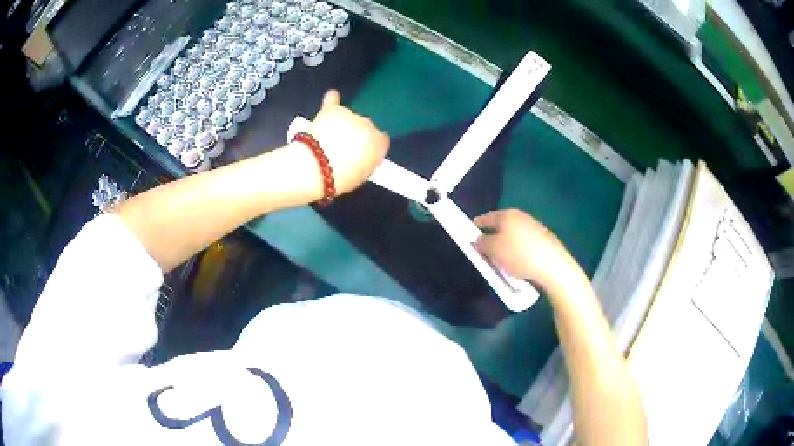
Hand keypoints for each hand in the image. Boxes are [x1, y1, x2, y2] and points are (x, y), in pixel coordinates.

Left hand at [308, 90, 389, 193]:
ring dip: (342, 123)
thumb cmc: (340, 178)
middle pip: (365, 126)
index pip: (381, 140)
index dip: (369, 146)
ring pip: (349, 116)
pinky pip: (333, 100)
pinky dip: (332, 99)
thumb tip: (367, 155)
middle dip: (355, 134)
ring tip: (329, 138)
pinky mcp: (331, 110)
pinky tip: (332, 96)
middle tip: (342, 148)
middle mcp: (368, 125)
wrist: (316, 167)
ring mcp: (350, 115)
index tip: (361, 152)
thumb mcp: (362, 176)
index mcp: (379, 143)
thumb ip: (368, 161)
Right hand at [474, 209, 580, 292]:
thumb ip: (482, 243)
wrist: (552, 265)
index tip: (470, 231)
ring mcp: (534, 227)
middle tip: (485, 248)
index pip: (487, 217)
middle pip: (501, 225)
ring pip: (513, 234)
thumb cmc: (518, 255)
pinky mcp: (544, 239)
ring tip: (501, 259)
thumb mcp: (493, 250)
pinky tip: (518, 263)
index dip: (477, 225)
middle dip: (492, 235)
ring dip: (506, 244)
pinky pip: (524, 243)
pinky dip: (518, 250)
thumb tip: (479, 239)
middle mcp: (521, 216)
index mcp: (507, 215)